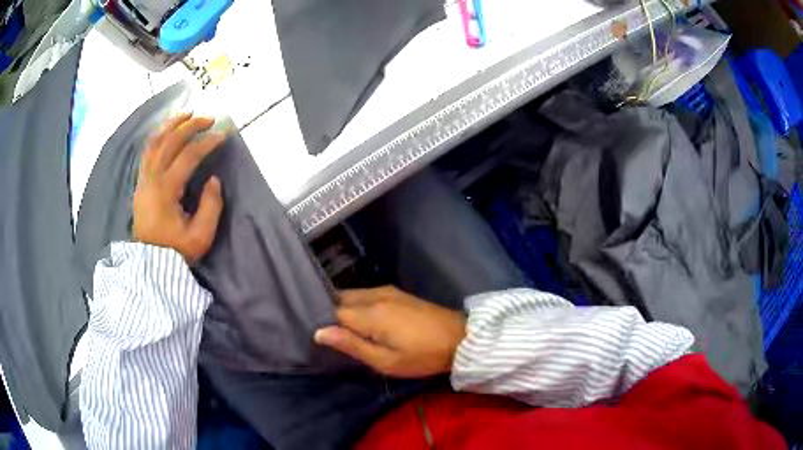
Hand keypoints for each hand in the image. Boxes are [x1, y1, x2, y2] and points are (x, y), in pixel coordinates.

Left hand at [133, 113, 225, 263]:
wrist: (150, 266)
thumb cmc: (175, 252)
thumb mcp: (200, 236)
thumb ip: (211, 206)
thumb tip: (213, 180)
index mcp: (166, 190)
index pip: (188, 156)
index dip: (207, 143)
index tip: (223, 135)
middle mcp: (151, 179)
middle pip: (169, 141)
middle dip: (190, 125)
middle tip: (208, 117)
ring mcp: (143, 180)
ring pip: (154, 142)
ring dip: (171, 125)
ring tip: (187, 114)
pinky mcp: (140, 184)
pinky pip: (147, 151)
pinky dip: (158, 136)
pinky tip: (167, 131)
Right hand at [315, 286, 465, 377]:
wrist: (460, 338)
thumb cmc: (423, 356)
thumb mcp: (386, 361)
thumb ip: (352, 345)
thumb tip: (319, 332)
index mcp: (370, 313)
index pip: (333, 311)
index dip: (322, 322)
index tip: (316, 335)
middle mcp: (375, 295)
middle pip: (340, 298)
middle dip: (329, 311)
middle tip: (325, 332)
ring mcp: (387, 291)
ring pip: (353, 294)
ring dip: (343, 307)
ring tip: (339, 327)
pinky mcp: (397, 292)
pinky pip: (366, 294)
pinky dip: (357, 304)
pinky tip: (359, 318)